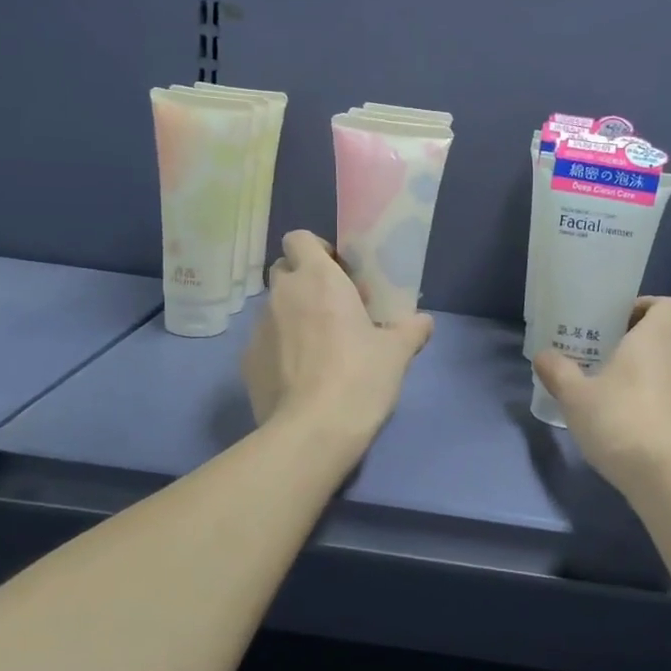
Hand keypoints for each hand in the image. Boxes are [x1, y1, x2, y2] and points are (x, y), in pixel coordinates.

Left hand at [242, 231, 433, 443]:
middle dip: (304, 281)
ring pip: (274, 308)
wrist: (312, 432)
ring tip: (319, 348)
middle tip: (333, 308)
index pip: (299, 238)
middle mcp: (281, 295)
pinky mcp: (247, 362)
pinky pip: (265, 342)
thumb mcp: (397, 353)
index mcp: (317, 279)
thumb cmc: (359, 378)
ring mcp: (258, 328)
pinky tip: (301, 376)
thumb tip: (423, 321)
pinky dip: (280, 349)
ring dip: (293, 316)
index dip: (317, 249)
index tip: (339, 273)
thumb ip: (410, 330)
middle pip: (284, 270)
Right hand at [533, 296, 670, 486]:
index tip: (621, 318)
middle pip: (661, 339)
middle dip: (634, 345)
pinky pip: (668, 398)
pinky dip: (650, 402)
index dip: (647, 305)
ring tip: (609, 392)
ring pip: (664, 370)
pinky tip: (624, 421)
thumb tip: (542, 356)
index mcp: (654, 340)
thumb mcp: (575, 396)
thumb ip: (558, 372)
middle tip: (601, 358)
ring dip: (642, 375)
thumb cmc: (617, 418)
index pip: (667, 306)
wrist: (663, 472)